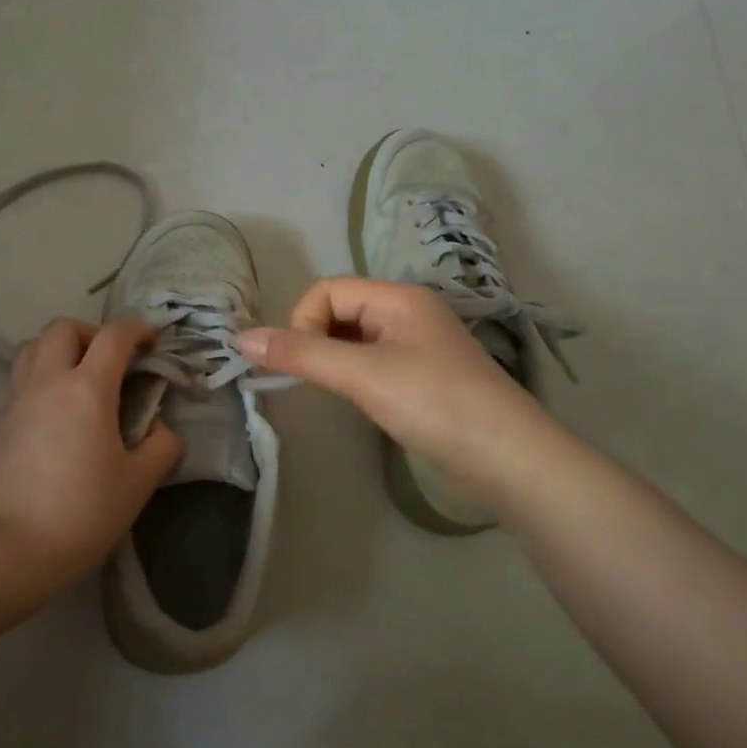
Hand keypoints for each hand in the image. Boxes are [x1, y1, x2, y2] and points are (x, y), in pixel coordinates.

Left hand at [0, 318, 182, 580]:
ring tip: (77, 379)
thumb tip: (157, 428)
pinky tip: (54, 420)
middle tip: (109, 361)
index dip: (137, 330)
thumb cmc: (86, 511)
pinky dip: (40, 384)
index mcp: (87, 389)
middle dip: (91, 333)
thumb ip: (161, 444)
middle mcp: (47, 382)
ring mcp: (16, 401)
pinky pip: (19, 384)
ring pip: (31, 349)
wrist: (16, 547)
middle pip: (62, 327)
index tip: (151, 344)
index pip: (114, 335)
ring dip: (58, 350)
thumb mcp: (141, 481)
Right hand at [239, 277, 542, 489]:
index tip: (305, 364)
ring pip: (354, 339)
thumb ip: (301, 354)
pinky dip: (354, 375)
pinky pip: (373, 361)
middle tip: (317, 381)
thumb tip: (241, 338)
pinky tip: (361, 401)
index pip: (327, 291)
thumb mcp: (361, 374)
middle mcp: (407, 312)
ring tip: (338, 393)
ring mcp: (417, 344)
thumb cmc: (432, 403)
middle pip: (340, 311)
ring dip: (334, 359)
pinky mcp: (422, 375)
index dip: (303, 322)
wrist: (505, 456)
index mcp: (397, 297)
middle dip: (316, 341)